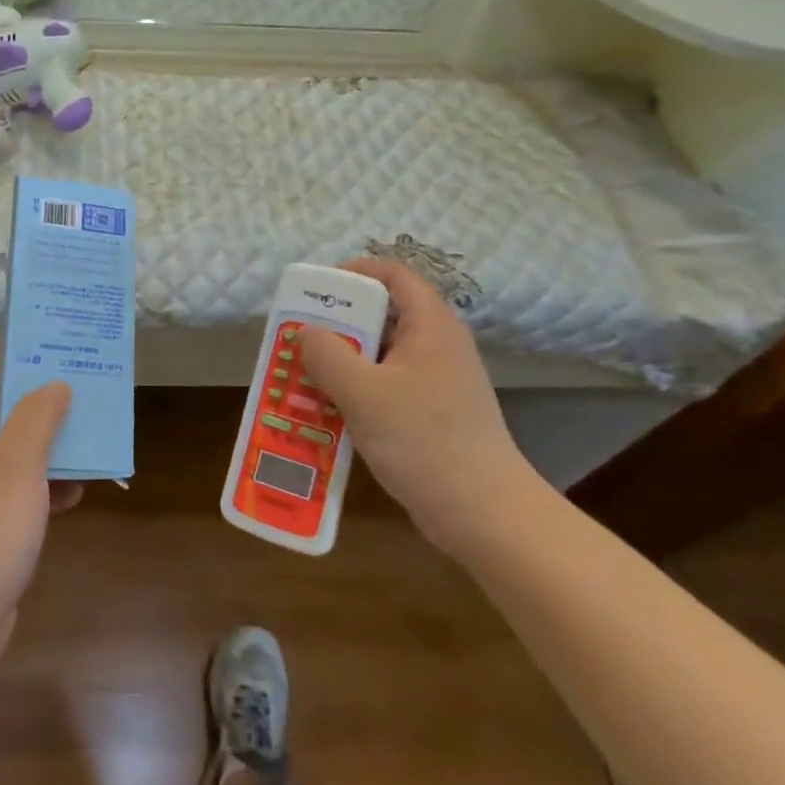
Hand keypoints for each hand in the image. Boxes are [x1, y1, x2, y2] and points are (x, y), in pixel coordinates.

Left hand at [0, 361, 80, 700]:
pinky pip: (14, 491)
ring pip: (10, 454)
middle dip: (38, 407)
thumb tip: (55, 384)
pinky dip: (41, 487)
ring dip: (46, 449)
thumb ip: (38, 416)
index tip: (48, 364)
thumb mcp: (18, 465)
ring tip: (88, 443)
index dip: (6, 365)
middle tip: (81, 397)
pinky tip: (75, 494)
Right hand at [295, 259, 546, 559]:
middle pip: (383, 314)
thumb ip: (326, 354)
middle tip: (300, 337)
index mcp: (430, 326)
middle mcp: (437, 345)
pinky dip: (357, 390)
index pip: (394, 274)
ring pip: (381, 354)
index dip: (355, 271)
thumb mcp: (362, 393)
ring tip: (304, 374)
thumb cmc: (423, 440)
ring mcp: (437, 381)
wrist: (483, 514)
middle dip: (338, 322)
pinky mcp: (433, 413)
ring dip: (343, 361)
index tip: (317, 289)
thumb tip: (306, 332)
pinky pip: (387, 386)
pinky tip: (329, 411)